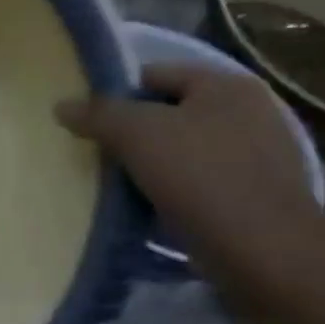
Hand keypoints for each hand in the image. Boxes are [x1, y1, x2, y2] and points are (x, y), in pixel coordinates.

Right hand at [56, 62, 324, 278]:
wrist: (262, 249)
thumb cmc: (199, 176)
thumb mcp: (136, 134)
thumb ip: (97, 114)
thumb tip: (62, 105)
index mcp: (225, 84)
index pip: (154, 74)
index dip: (116, 94)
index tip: (88, 122)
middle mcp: (249, 110)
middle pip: (169, 112)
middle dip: (133, 131)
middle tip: (98, 153)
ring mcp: (256, 153)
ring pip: (182, 148)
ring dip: (150, 163)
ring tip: (118, 182)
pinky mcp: (254, 193)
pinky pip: (198, 180)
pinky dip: (172, 189)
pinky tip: (149, 206)